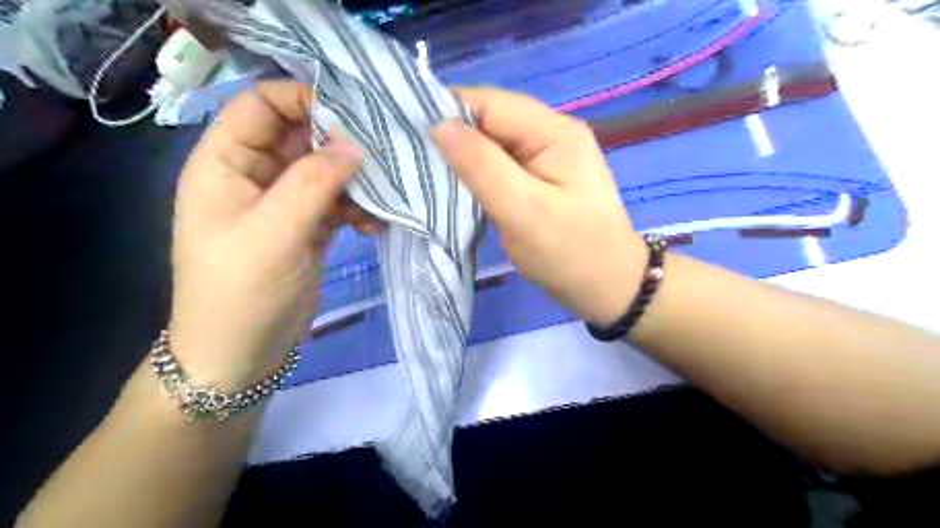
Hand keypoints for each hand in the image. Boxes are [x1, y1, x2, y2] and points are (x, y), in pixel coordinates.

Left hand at [171, 80, 375, 389]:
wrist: (242, 355)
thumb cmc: (242, 293)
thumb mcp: (273, 233)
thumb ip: (313, 183)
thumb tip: (354, 144)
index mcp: (226, 164)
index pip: (260, 106)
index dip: (301, 99)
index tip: (351, 112)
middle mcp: (255, 176)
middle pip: (300, 136)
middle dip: (341, 141)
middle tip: (383, 152)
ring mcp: (284, 204)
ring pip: (325, 170)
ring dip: (355, 180)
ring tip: (382, 197)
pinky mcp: (307, 227)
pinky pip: (337, 202)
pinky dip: (357, 207)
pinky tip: (372, 224)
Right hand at [434, 87, 646, 324]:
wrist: (608, 288)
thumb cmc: (569, 252)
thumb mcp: (522, 209)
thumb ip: (480, 165)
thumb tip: (438, 126)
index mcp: (553, 131)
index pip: (490, 103)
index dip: (448, 114)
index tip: (409, 136)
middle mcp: (552, 135)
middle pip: (491, 122)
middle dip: (454, 139)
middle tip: (415, 162)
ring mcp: (548, 158)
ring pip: (494, 146)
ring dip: (465, 160)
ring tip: (431, 177)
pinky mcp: (543, 180)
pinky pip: (503, 167)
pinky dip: (480, 176)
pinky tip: (460, 190)